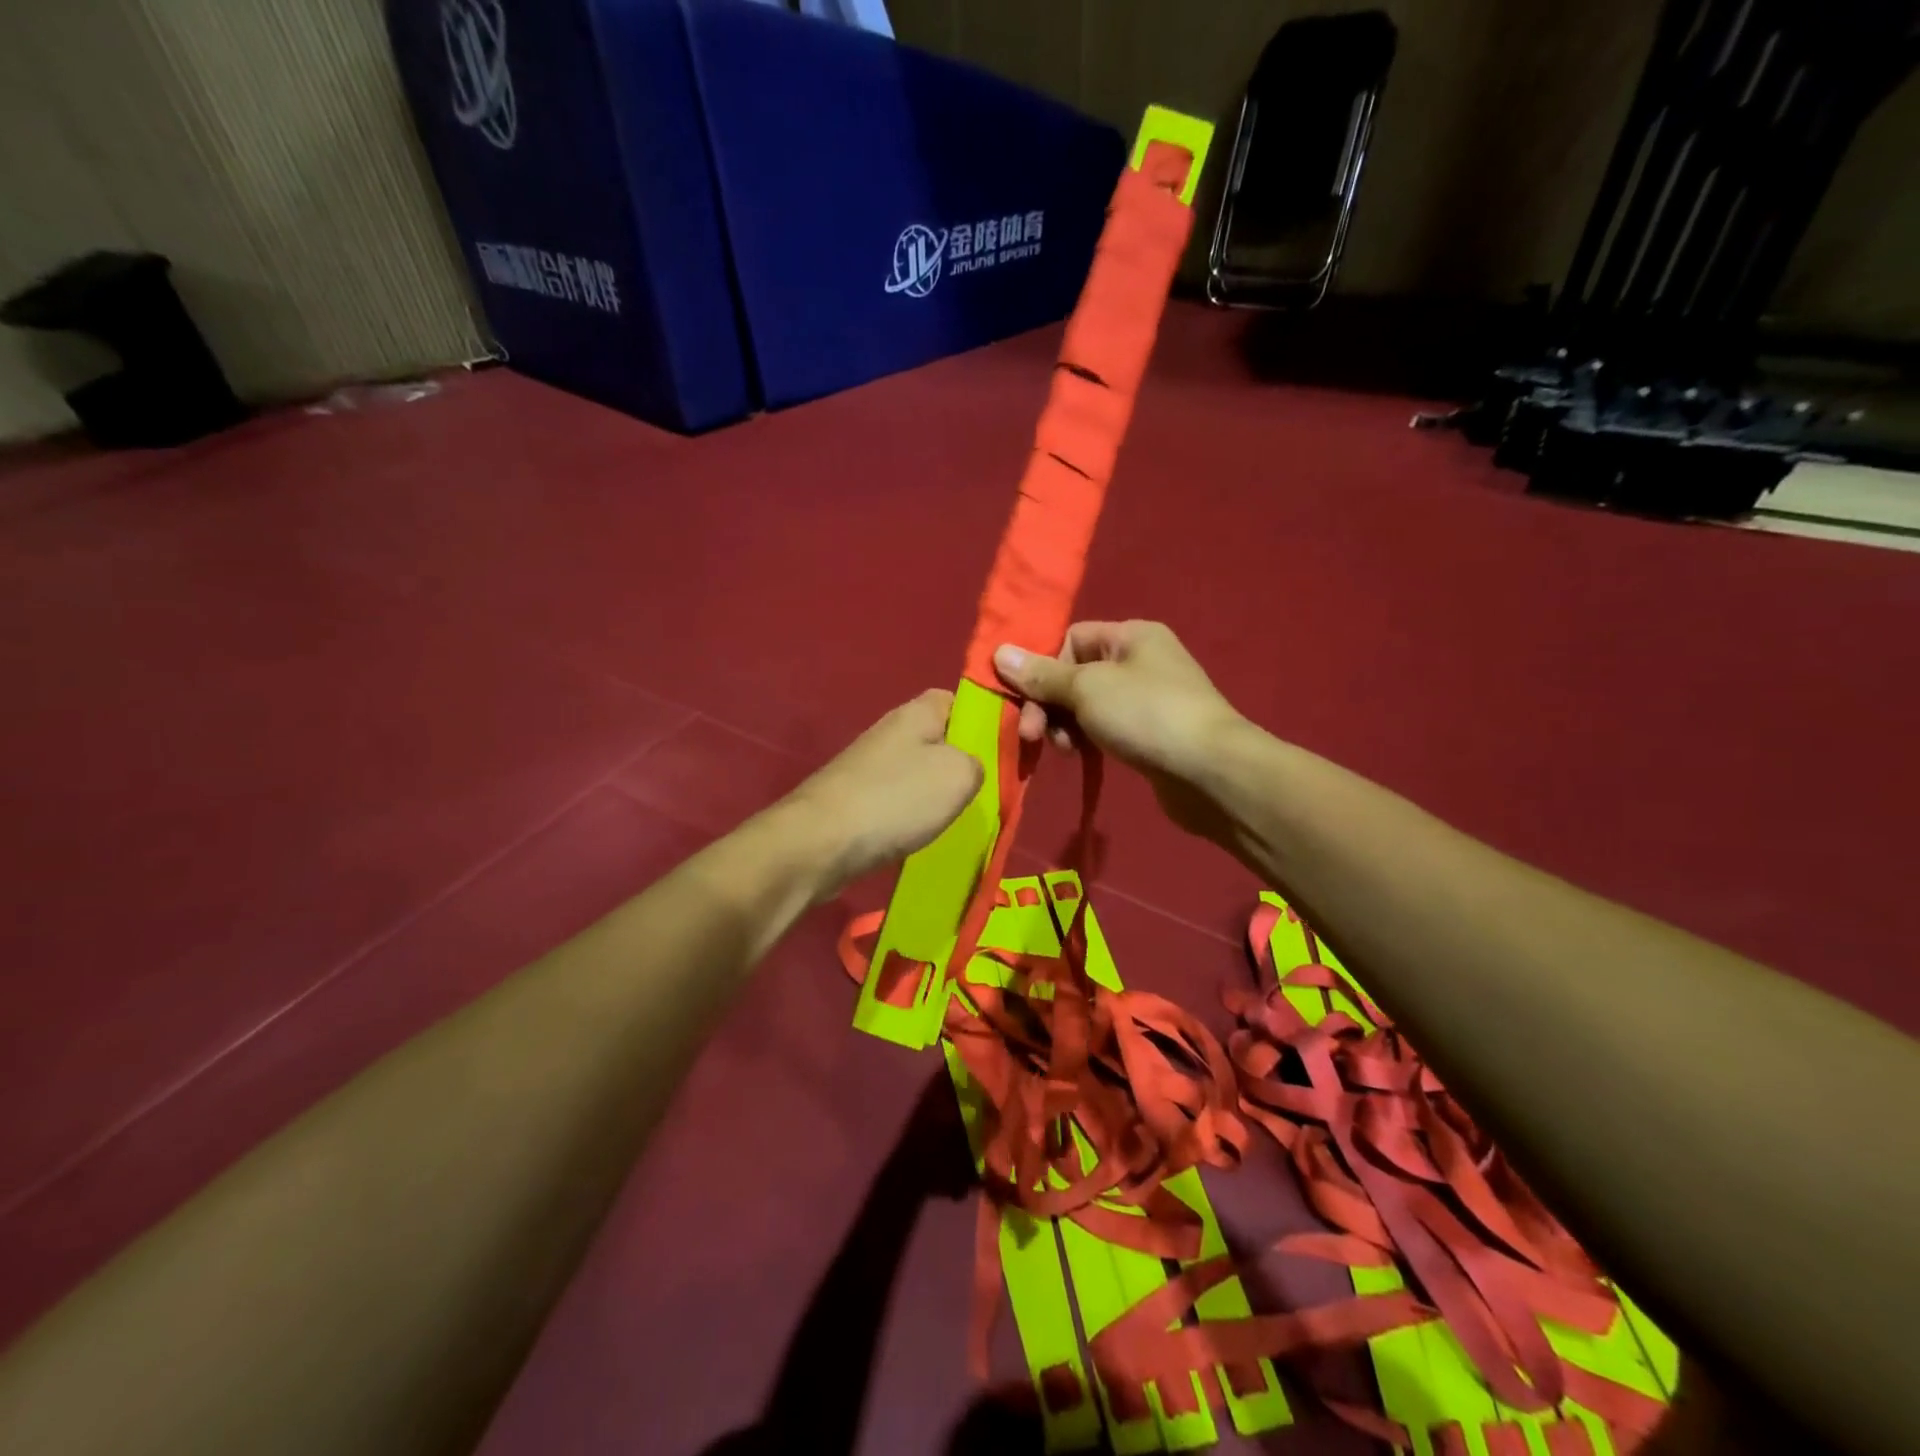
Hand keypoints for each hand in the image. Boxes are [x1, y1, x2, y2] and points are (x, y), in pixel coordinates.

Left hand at [784, 689, 983, 894]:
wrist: (820, 843)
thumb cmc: (896, 799)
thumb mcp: (960, 774)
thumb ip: (980, 761)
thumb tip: (969, 767)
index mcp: (918, 712)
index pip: (961, 700)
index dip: (985, 720)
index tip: (1005, 750)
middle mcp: (892, 730)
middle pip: (941, 738)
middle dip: (963, 763)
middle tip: (986, 791)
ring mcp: (871, 764)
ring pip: (920, 771)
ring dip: (938, 793)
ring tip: (958, 818)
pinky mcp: (857, 797)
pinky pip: (899, 799)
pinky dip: (913, 815)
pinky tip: (922, 834)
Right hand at [992, 622, 1245, 838]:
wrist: (1210, 771)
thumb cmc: (1146, 715)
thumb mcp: (1086, 689)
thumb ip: (1041, 675)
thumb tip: (999, 652)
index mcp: (1130, 635)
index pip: (1070, 639)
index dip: (1044, 667)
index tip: (1027, 699)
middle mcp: (1140, 660)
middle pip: (1074, 674)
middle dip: (1049, 704)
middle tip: (1032, 735)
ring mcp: (1147, 698)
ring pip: (1086, 705)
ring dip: (1064, 725)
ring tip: (1064, 750)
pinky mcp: (1149, 733)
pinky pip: (1104, 727)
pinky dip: (1086, 739)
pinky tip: (1079, 756)